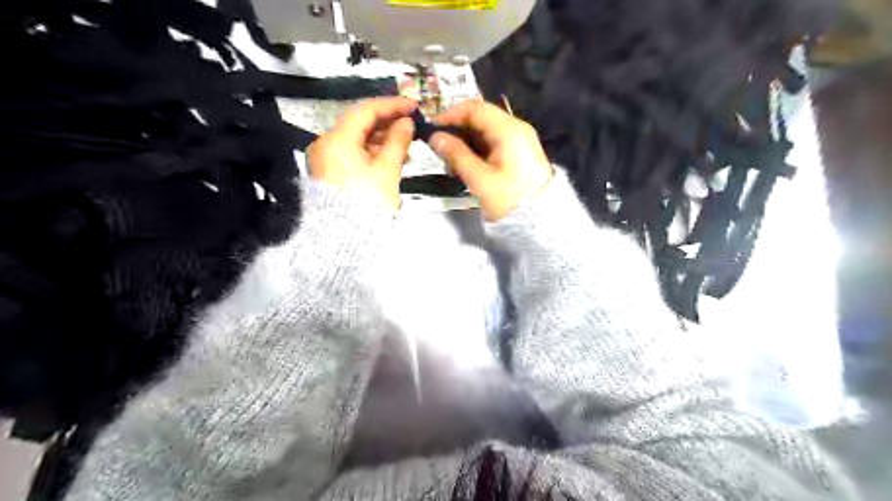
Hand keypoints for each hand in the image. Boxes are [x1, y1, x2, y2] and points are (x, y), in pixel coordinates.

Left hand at [307, 97, 419, 209]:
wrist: (345, 240)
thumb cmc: (368, 203)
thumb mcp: (387, 171)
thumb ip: (398, 142)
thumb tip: (406, 123)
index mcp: (336, 140)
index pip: (365, 110)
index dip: (391, 105)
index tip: (413, 106)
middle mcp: (325, 145)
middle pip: (359, 124)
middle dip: (387, 123)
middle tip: (412, 126)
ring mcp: (325, 160)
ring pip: (356, 140)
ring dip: (381, 139)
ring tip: (406, 145)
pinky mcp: (330, 173)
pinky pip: (352, 154)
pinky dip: (371, 153)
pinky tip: (391, 157)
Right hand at [430, 101, 550, 219]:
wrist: (540, 221)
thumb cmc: (509, 199)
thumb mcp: (479, 179)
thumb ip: (456, 155)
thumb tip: (435, 138)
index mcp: (508, 130)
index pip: (475, 108)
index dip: (450, 115)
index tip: (431, 128)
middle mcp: (516, 129)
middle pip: (480, 119)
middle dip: (457, 132)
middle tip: (439, 150)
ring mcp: (519, 141)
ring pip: (485, 132)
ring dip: (465, 144)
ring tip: (451, 165)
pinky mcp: (519, 154)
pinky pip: (493, 144)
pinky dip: (477, 152)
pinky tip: (466, 168)